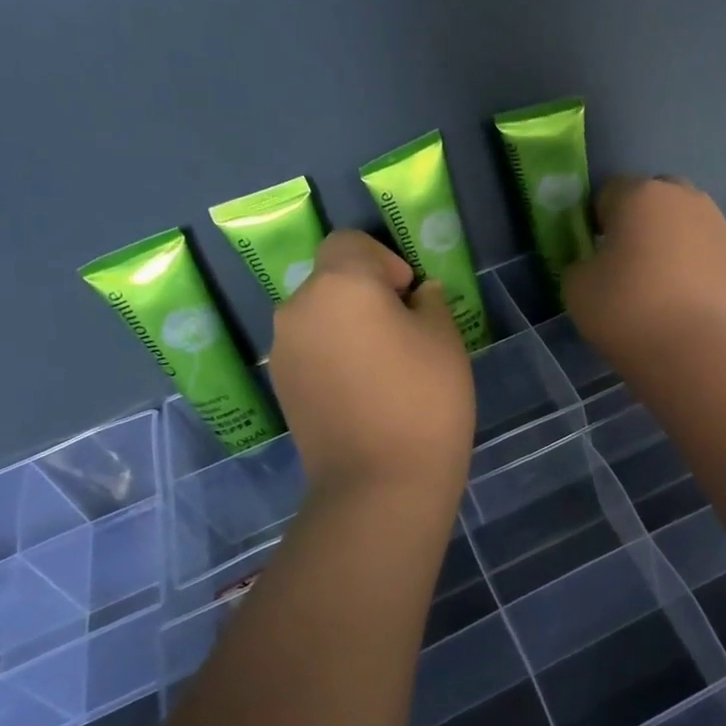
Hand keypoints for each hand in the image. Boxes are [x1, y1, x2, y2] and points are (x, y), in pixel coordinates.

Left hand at [270, 231, 475, 499]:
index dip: (383, 260)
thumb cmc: (424, 399)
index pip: (349, 242)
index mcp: (340, 285)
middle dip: (365, 295)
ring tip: (384, 367)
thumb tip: (417, 295)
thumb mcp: (444, 339)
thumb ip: (429, 302)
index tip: (409, 296)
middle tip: (403, 333)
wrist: (380, 483)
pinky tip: (363, 392)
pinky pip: (310, 351)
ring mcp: (283, 351)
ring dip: (347, 326)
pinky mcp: (281, 387)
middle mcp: (299, 308)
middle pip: (331, 280)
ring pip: (319, 318)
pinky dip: (333, 356)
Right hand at [564, 176, 725, 365]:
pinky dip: (691, 268)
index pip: (608, 193)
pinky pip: (703, 253)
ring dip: (668, 245)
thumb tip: (596, 264)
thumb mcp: (577, 288)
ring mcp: (718, 227)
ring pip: (683, 226)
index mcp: (641, 194)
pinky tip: (682, 302)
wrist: (699, 352)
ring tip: (657, 288)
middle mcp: (684, 198)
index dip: (596, 222)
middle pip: (652, 201)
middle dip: (638, 225)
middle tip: (625, 267)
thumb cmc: (629, 311)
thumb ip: (581, 264)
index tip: (593, 255)